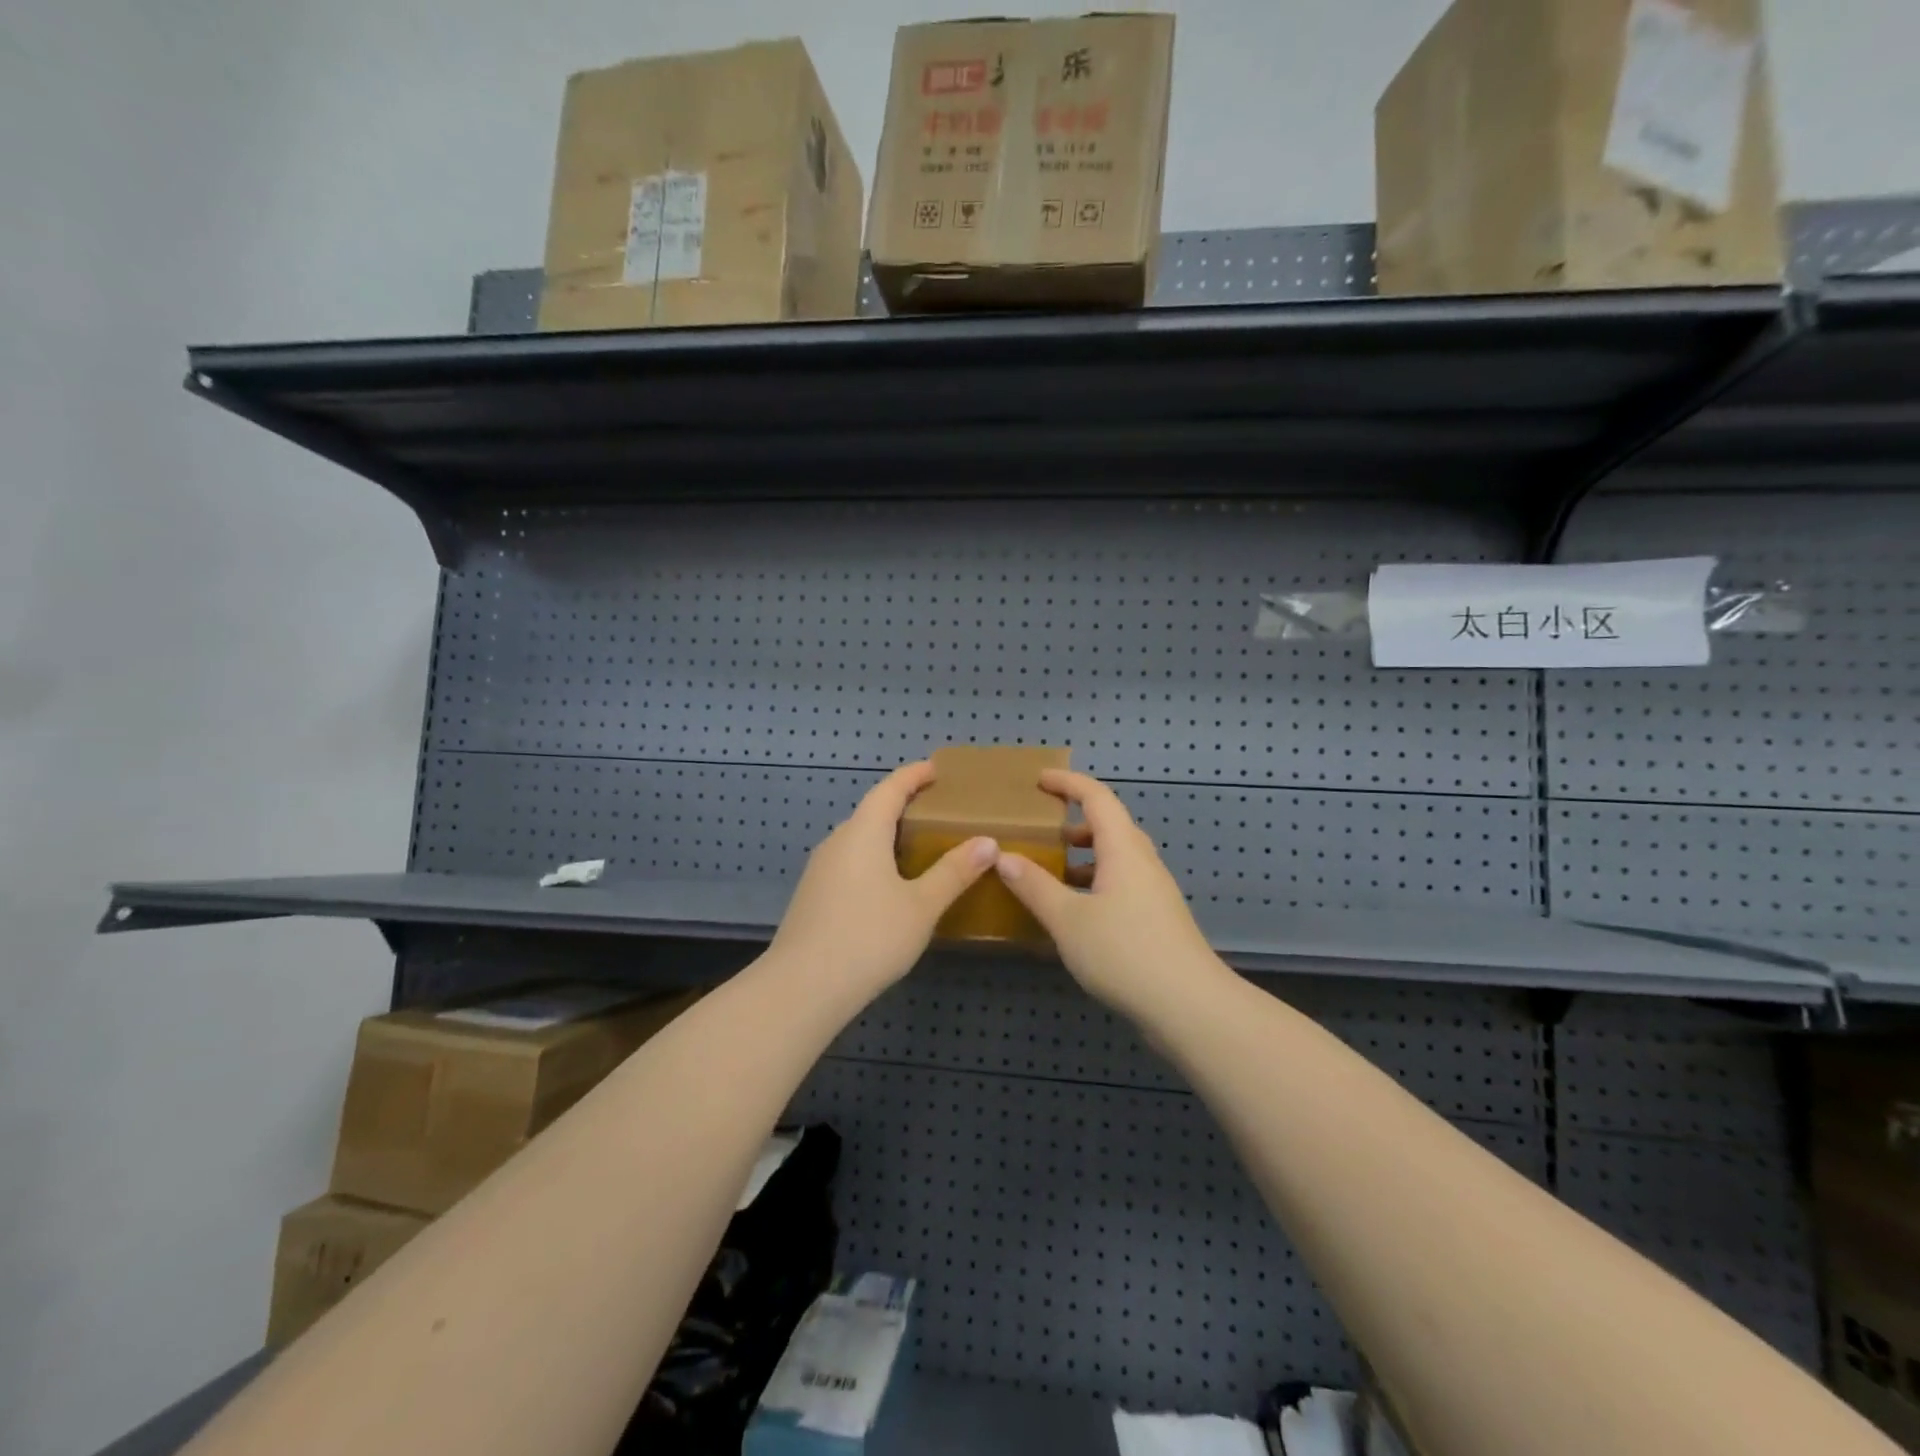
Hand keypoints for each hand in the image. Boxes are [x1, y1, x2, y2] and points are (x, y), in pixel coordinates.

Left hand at [765, 761, 997, 1008]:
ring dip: (887, 834)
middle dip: (903, 805)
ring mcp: (820, 869)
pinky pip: (849, 861)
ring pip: (859, 839)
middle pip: (872, 811)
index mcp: (863, 832)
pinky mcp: (813, 895)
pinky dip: (874, 858)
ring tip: (919, 846)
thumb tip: (988, 842)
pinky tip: (890, 884)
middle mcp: (837, 841)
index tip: (937, 769)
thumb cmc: (869, 938)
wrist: (802, 988)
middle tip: (937, 811)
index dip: (914, 775)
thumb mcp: (922, 906)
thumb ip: (954, 872)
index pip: (890, 788)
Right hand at [996, 769, 1231, 1024]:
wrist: (1189, 1006)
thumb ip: (1034, 886)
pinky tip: (1075, 911)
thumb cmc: (1125, 952)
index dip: (1069, 783)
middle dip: (1075, 820)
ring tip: (1052, 868)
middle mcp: (1142, 862)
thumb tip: (1004, 856)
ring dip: (1085, 854)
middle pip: (1110, 825)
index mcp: (1123, 849)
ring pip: (1116, 857)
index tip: (1040, 780)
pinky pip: (1121, 883)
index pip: (1097, 798)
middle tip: (1042, 827)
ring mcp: (1154, 892)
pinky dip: (1095, 881)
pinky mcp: (1157, 919)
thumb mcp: (1067, 919)